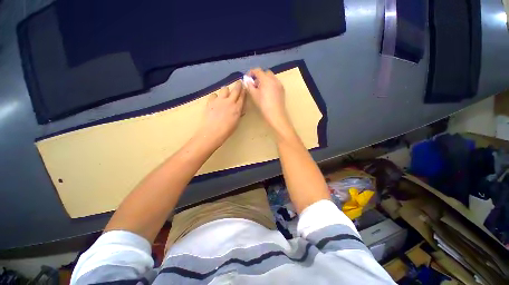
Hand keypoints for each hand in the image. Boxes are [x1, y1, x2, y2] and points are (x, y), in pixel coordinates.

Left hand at [195, 80, 245, 147]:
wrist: (213, 131)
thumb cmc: (227, 130)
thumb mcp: (236, 122)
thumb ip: (238, 113)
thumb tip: (240, 109)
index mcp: (237, 107)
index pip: (242, 97)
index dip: (244, 91)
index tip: (245, 87)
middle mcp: (229, 101)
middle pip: (235, 90)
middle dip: (238, 85)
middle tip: (239, 82)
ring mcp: (219, 100)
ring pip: (224, 89)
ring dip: (227, 89)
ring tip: (226, 91)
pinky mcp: (211, 101)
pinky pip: (214, 95)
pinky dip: (216, 96)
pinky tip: (216, 99)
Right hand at [246, 68, 291, 133]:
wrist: (275, 114)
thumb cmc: (263, 105)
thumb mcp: (254, 95)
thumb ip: (249, 86)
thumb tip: (247, 80)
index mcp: (266, 79)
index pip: (258, 70)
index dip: (251, 72)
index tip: (248, 78)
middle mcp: (274, 79)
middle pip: (265, 73)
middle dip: (259, 76)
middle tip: (255, 85)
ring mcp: (279, 84)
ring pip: (271, 77)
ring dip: (265, 80)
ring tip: (261, 89)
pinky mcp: (282, 89)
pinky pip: (275, 83)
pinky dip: (270, 84)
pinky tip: (268, 93)